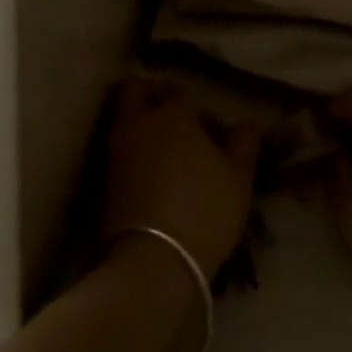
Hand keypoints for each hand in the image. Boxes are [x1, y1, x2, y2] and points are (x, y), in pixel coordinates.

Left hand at [104, 76, 259, 276]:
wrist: (154, 261)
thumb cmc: (204, 210)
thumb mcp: (239, 179)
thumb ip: (244, 144)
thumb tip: (247, 124)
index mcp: (174, 113)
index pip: (182, 92)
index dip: (198, 107)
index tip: (212, 129)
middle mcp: (140, 122)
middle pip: (136, 90)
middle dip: (151, 95)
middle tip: (174, 118)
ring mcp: (118, 150)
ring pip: (125, 120)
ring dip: (141, 126)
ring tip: (166, 152)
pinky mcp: (105, 179)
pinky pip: (120, 150)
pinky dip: (133, 153)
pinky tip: (153, 175)